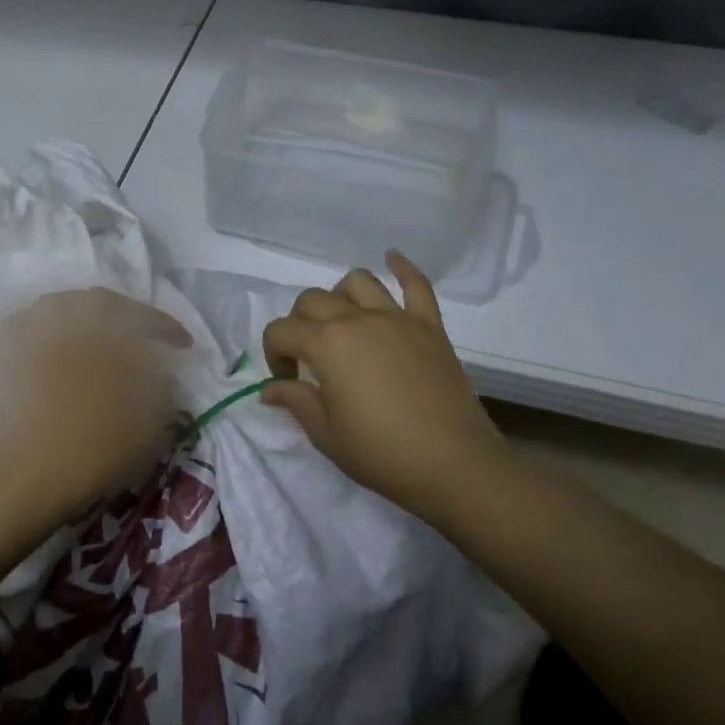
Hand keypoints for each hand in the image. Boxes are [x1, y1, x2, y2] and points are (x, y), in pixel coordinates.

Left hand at [0, 289, 189, 586]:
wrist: (33, 478)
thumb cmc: (98, 447)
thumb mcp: (151, 420)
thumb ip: (161, 386)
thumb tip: (161, 372)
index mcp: (101, 331)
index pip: (139, 315)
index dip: (164, 326)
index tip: (183, 344)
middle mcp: (63, 322)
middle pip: (96, 303)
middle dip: (124, 315)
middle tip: (142, 336)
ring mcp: (29, 338)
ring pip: (58, 308)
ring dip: (83, 315)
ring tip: (99, 336)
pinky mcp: (5, 360)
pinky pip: (24, 328)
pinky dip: (41, 329)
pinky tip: (51, 343)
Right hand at [261, 252, 511, 526]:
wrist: (453, 465)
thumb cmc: (382, 454)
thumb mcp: (326, 435)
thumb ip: (296, 402)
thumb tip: (270, 389)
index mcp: (326, 345)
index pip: (281, 330)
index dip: (273, 353)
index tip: (285, 381)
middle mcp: (358, 320)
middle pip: (313, 300)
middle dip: (299, 324)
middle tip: (308, 357)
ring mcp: (397, 319)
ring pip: (358, 282)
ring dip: (340, 296)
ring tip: (342, 323)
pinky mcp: (430, 326)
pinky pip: (416, 285)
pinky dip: (403, 268)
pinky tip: (393, 259)